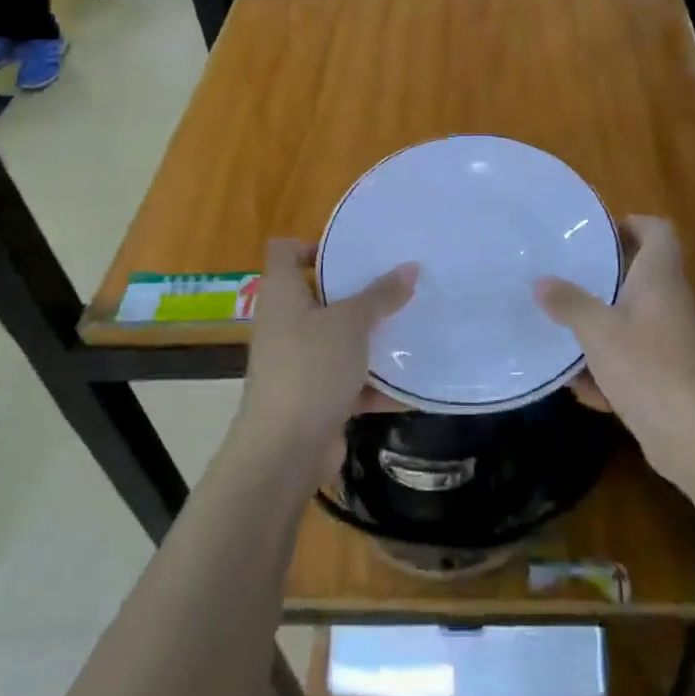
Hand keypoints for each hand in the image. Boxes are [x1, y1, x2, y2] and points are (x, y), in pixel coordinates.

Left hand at [237, 239, 416, 478]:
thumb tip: (411, 267)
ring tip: (412, 326)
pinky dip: (375, 383)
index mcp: (282, 294)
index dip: (310, 244)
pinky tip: (412, 383)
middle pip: (319, 295)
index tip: (352, 250)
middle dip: (357, 292)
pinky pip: (348, 381)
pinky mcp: (313, 398)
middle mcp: (285, 324)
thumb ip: (381, 295)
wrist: (284, 451)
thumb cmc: (310, 368)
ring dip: (370, 339)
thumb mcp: (351, 324)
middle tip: (397, 282)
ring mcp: (297, 363)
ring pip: (337, 340)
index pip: (284, 252)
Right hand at [535, 216, 694, 488]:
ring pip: (631, 318)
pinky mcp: (666, 373)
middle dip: (603, 277)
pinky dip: (608, 367)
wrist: (691, 435)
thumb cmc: (646, 367)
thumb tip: (540, 282)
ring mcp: (670, 339)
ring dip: (601, 325)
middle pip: (640, 274)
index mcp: (659, 278)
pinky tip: (582, 387)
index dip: (631, 223)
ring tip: (563, 327)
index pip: (657, 231)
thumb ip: (568, 303)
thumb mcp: (597, 331)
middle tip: (567, 275)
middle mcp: (669, 301)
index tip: (597, 234)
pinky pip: (632, 357)